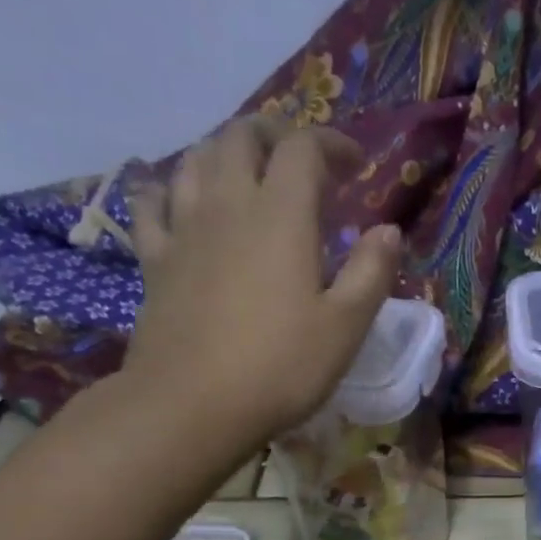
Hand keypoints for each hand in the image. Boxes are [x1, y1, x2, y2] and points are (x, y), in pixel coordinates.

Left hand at [125, 115, 401, 451]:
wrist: (191, 405)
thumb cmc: (280, 367)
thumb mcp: (345, 327)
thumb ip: (372, 272)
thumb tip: (388, 230)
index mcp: (282, 216)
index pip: (304, 148)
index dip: (332, 144)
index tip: (355, 164)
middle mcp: (228, 205)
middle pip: (242, 137)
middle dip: (275, 134)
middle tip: (300, 159)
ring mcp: (183, 229)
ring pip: (196, 159)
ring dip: (225, 152)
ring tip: (247, 172)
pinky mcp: (154, 259)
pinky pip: (152, 203)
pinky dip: (169, 188)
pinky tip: (177, 197)